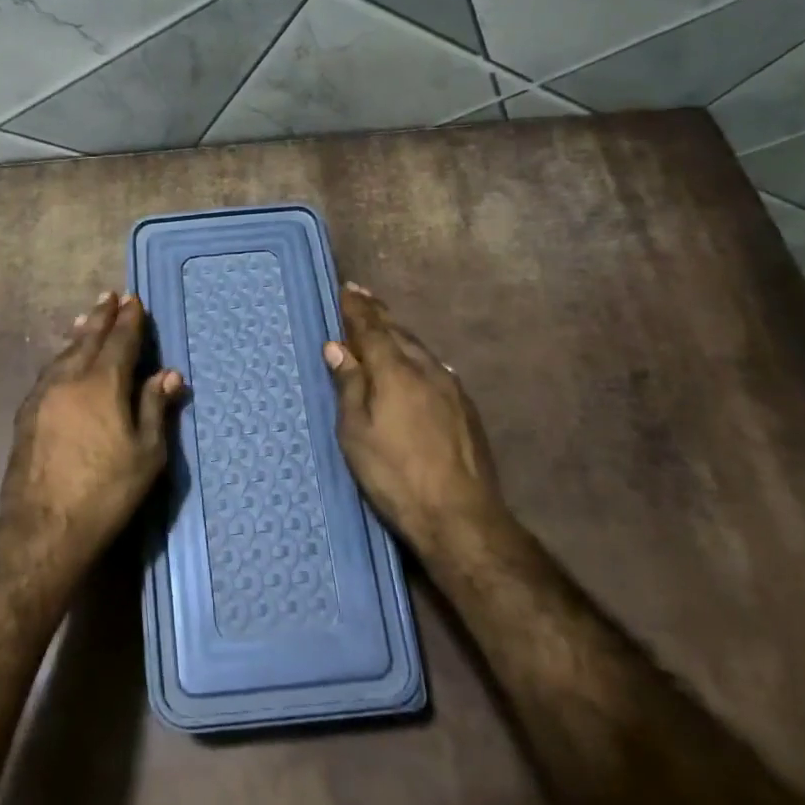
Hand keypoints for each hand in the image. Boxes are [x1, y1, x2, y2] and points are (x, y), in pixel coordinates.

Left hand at [1, 292, 184, 566]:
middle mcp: (70, 379)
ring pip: (64, 353)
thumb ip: (155, 407)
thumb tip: (168, 373)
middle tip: (108, 295)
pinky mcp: (27, 414)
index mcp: (102, 383)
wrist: (43, 527)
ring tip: (85, 319)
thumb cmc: (106, 490)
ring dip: (79, 333)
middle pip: (87, 338)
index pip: (119, 340)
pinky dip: (62, 356)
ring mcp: (43, 395)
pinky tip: (63, 361)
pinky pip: (49, 371)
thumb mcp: (146, 453)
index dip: (128, 319)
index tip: (133, 299)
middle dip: (101, 316)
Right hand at [324, 282, 507, 559]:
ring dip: (399, 336)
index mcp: (395, 370)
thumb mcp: (356, 432)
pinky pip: (436, 369)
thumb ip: (349, 385)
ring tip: (385, 328)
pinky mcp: (466, 408)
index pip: (371, 327)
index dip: (357, 307)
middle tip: (363, 298)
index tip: (347, 288)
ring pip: (420, 350)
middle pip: (399, 332)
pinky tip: (416, 366)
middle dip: (379, 314)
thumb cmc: (395, 474)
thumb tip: (338, 347)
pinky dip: (417, 358)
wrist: (460, 516)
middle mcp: (427, 368)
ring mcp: (452, 387)